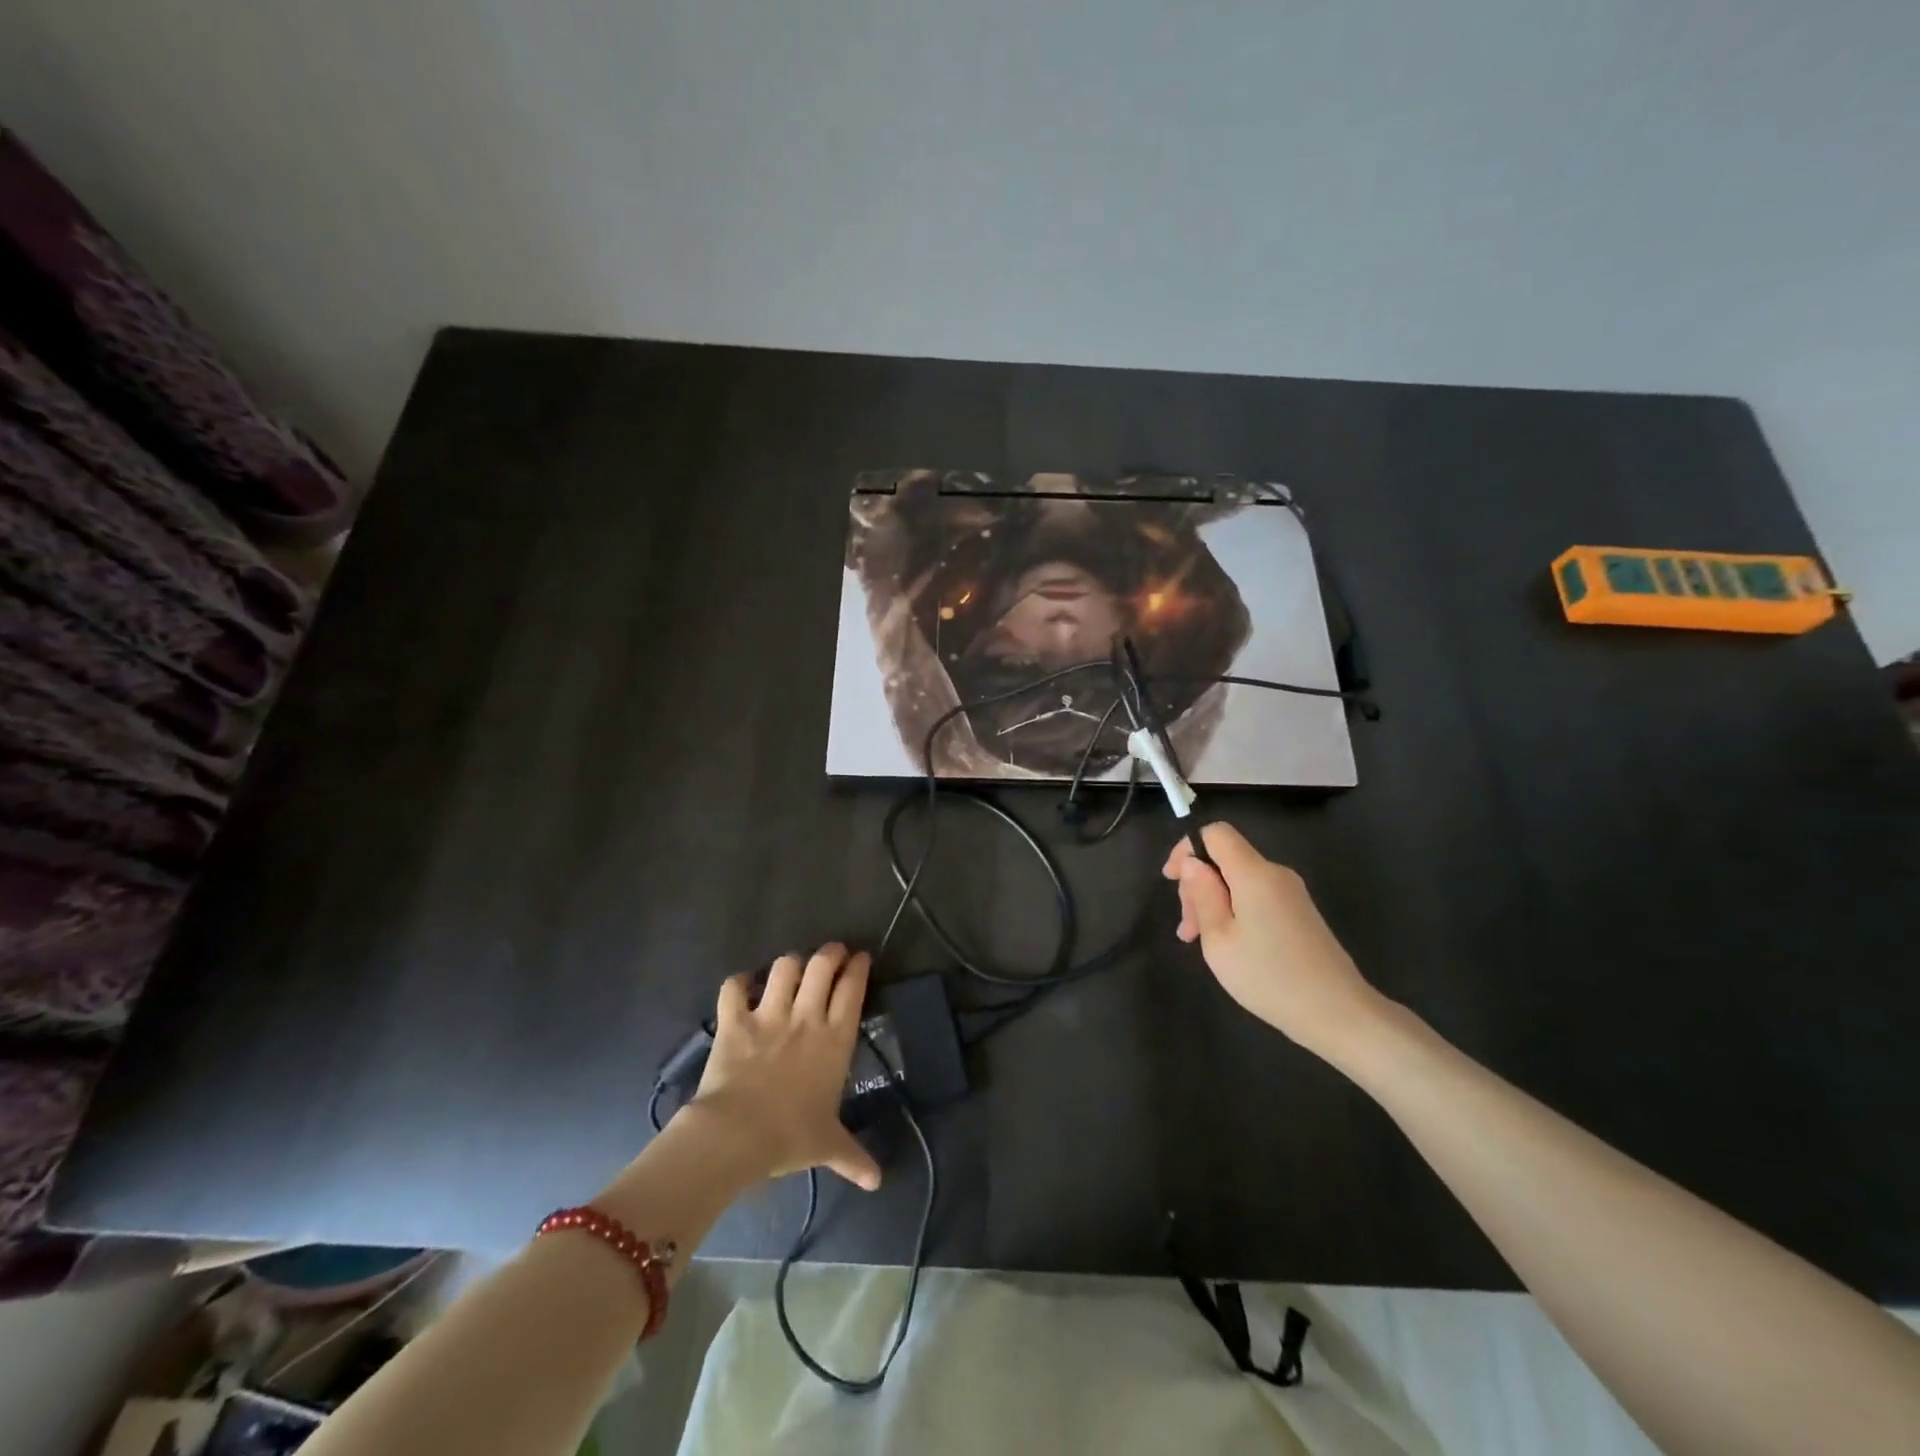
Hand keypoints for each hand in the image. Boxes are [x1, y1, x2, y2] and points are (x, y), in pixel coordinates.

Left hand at [689, 943, 882, 1191]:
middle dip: (830, 952)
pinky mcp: (734, 1020)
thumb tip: (877, 1182)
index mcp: (835, 1040)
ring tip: (792, 968)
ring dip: (789, 964)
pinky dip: (737, 982)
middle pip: (822, 965)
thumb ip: (854, 1157)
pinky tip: (742, 986)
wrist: (737, 1135)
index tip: (861, 958)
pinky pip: (733, 987)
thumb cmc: (790, 1137)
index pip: (853, 989)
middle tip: (832, 953)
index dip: (859, 968)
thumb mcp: (828, 1146)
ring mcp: (769, 1014)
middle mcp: (806, 1017)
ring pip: (784, 967)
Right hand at [1162, 823, 1387, 1061]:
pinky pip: (1256, 896)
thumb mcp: (1219, 939)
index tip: (1171, 881)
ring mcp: (1291, 893)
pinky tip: (1227, 944)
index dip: (1187, 848)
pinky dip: (1234, 911)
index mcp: (1255, 873)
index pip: (1216, 833)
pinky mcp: (1300, 912)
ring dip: (1213, 902)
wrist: (1338, 1013)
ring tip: (1199, 941)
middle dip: (1198, 884)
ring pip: (1239, 880)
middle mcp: (1276, 874)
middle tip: (1187, 929)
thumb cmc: (1269, 977)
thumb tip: (1192, 863)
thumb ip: (1202, 894)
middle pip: (1226, 859)